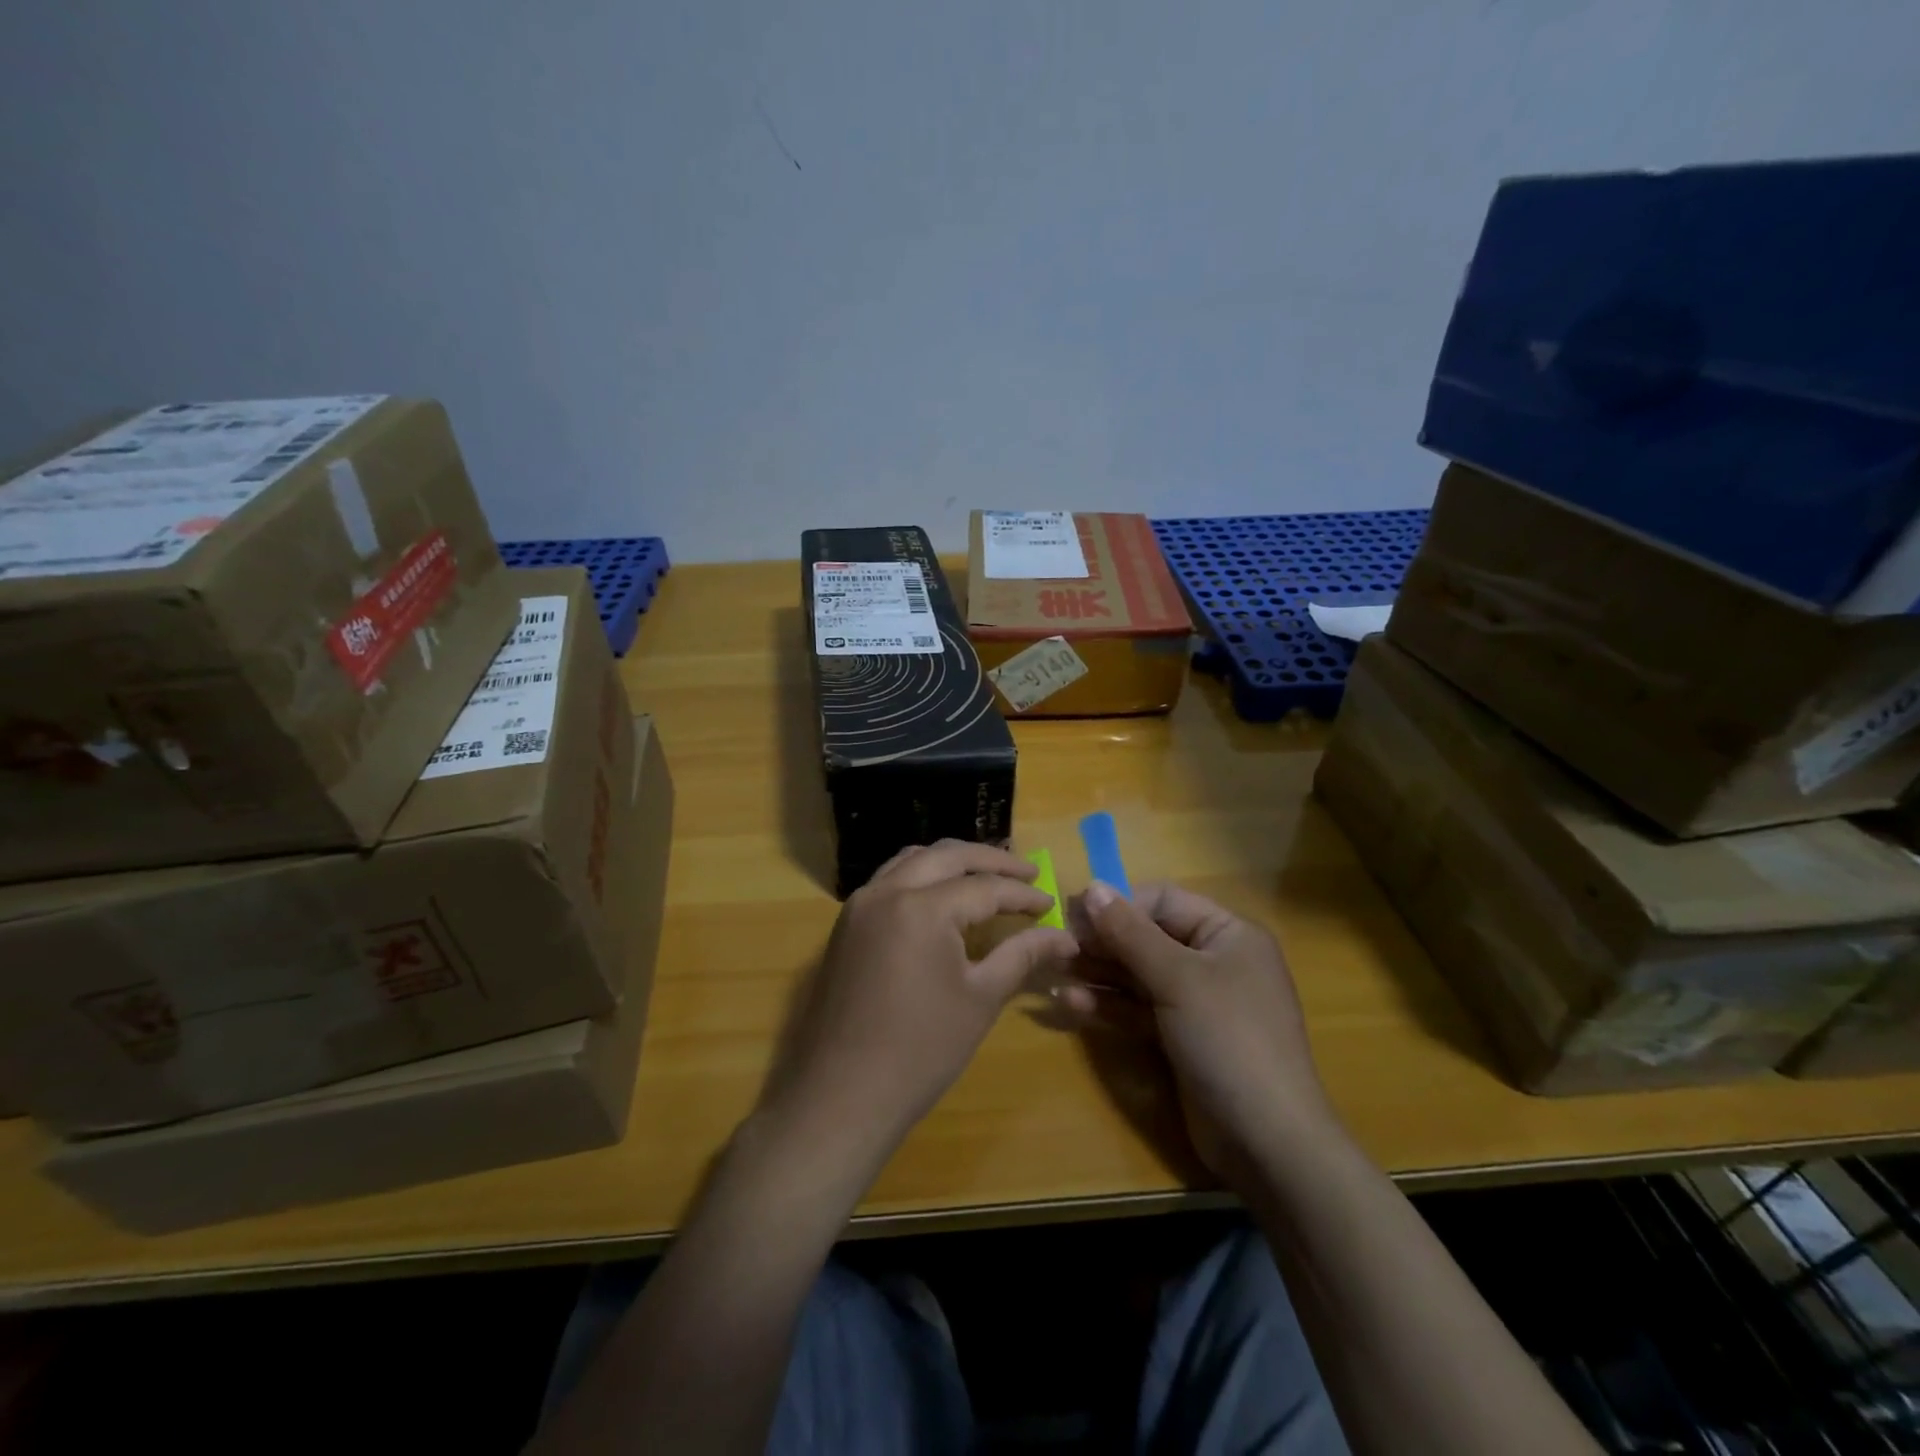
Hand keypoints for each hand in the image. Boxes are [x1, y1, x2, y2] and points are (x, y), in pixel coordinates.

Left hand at [757, 841, 1077, 1177]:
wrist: (842, 1095)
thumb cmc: (921, 1050)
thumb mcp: (981, 998)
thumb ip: (1022, 955)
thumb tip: (1066, 937)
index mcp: (923, 907)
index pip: (985, 887)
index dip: (1023, 894)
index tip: (1051, 902)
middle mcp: (887, 891)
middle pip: (947, 856)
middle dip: (991, 860)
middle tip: (1027, 870)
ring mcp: (860, 904)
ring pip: (913, 860)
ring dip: (952, 861)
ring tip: (987, 874)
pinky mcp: (846, 923)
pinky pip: (889, 880)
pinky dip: (921, 875)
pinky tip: (941, 895)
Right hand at [1072, 881, 1338, 1188]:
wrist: (1267, 1141)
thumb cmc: (1228, 1039)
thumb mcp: (1177, 978)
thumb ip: (1130, 932)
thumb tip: (1092, 887)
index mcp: (1228, 934)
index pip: (1165, 901)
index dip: (1120, 904)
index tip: (1075, 914)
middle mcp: (1214, 961)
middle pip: (1148, 937)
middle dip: (1103, 941)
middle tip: (1057, 945)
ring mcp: (1197, 1003)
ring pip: (1139, 975)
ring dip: (1098, 974)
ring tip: (1054, 971)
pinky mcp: (1181, 1038)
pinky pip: (1139, 1009)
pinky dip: (1108, 1006)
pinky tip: (1069, 1003)